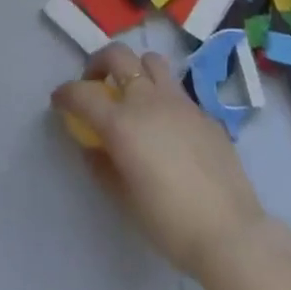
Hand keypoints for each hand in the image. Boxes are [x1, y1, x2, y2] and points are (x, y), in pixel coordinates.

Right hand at [52, 43, 266, 279]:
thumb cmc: (169, 223)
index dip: (65, 94)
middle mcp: (148, 101)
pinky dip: (163, 97)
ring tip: (134, 94)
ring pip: (152, 61)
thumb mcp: (124, 200)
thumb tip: (92, 147)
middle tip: (96, 84)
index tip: (59, 101)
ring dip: (135, 70)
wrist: (230, 234)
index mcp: (122, 123)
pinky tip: (168, 127)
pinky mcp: (205, 113)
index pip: (82, 94)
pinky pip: (177, 91)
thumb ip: (102, 166)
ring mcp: (180, 102)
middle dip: (99, 63)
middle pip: (118, 55)